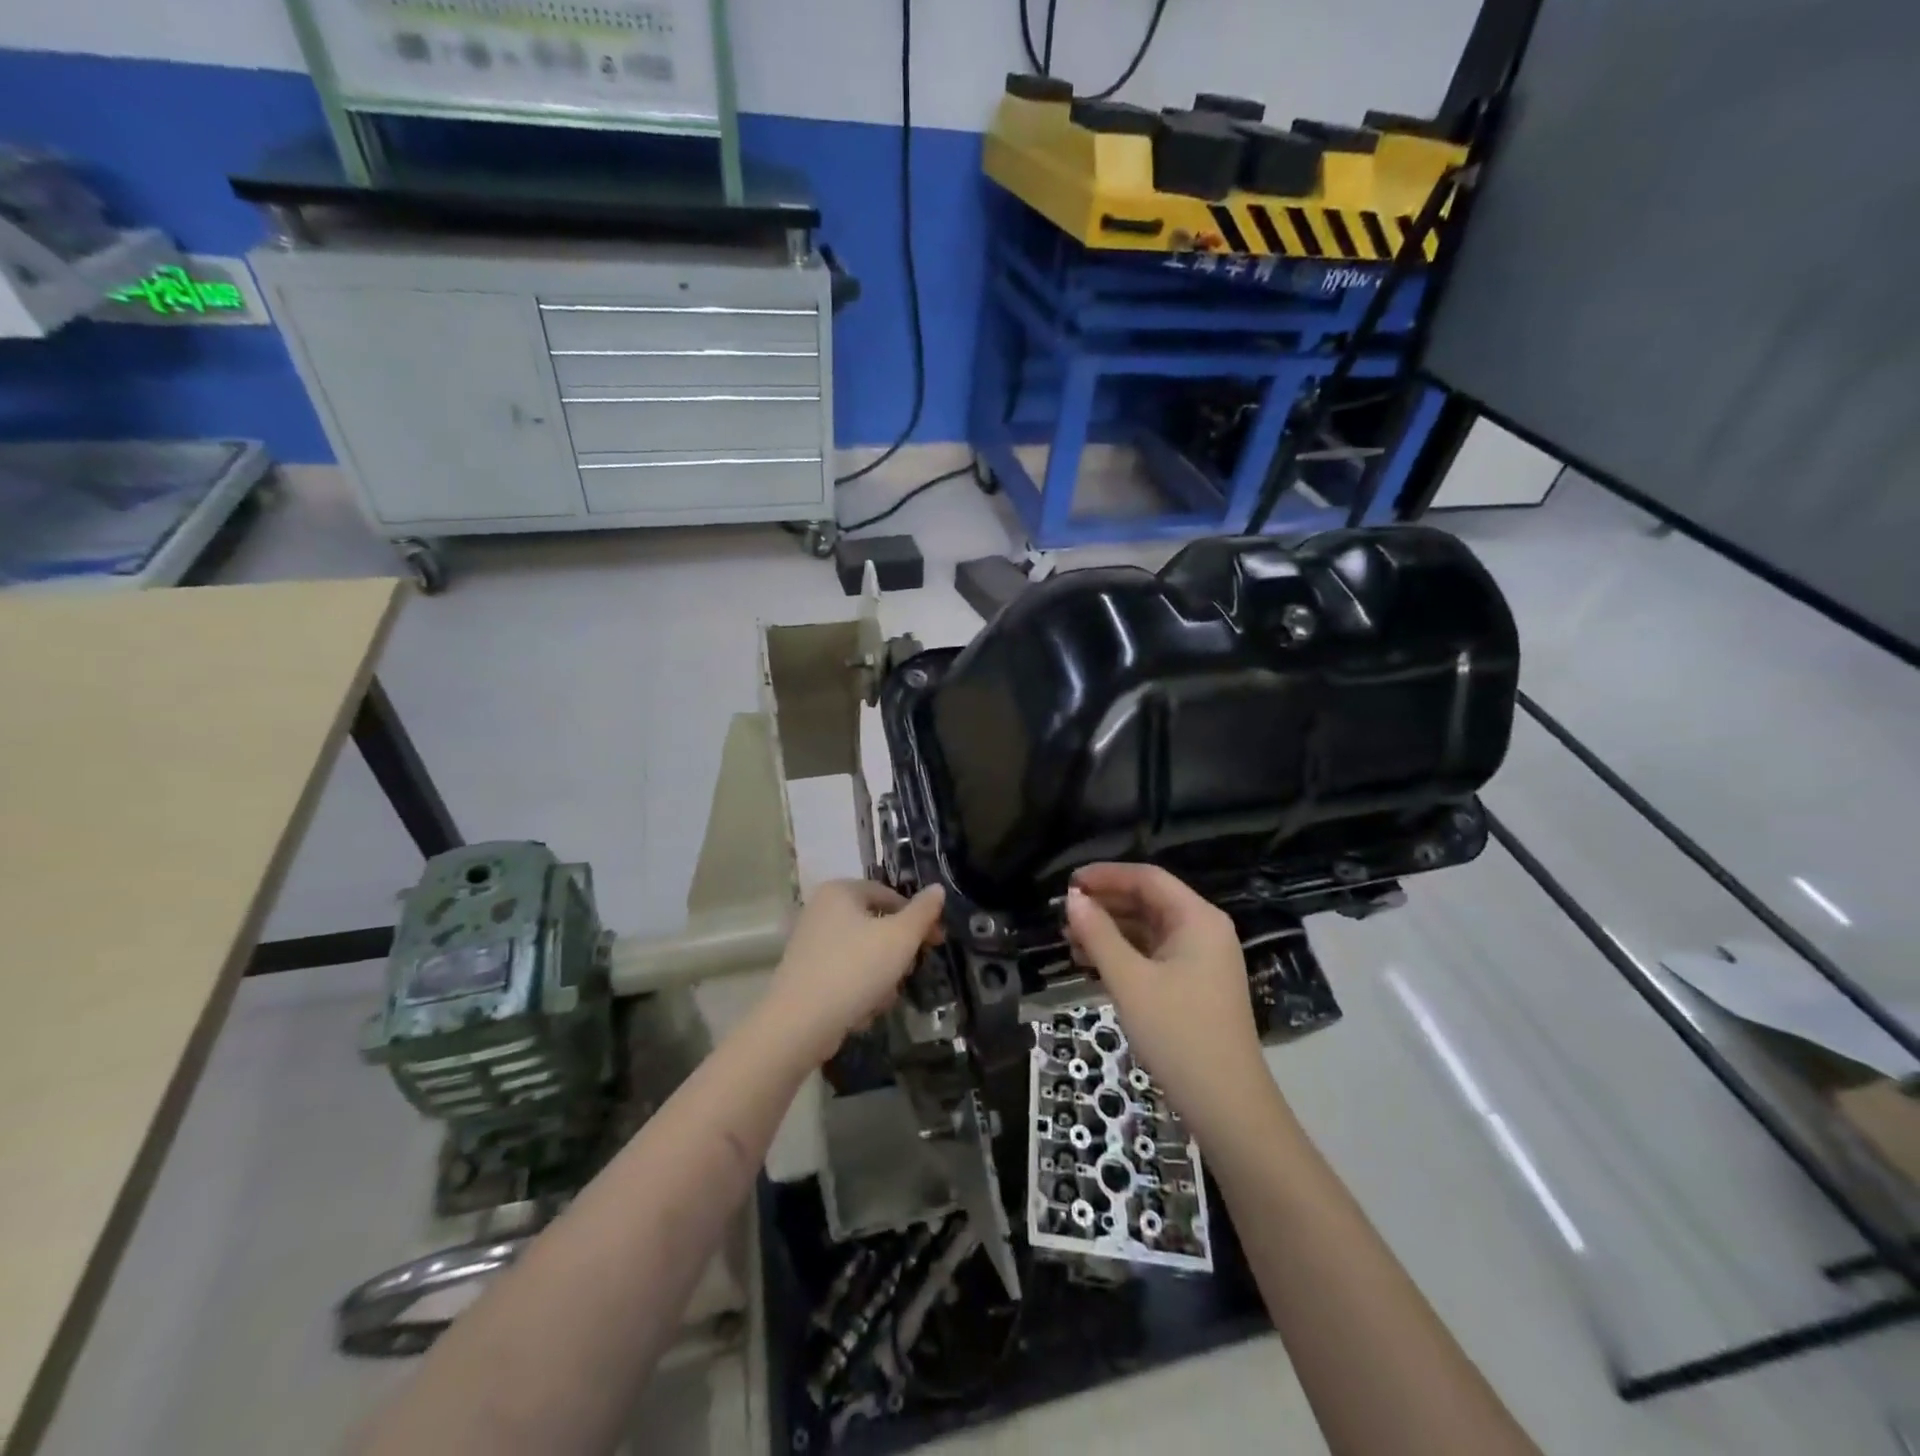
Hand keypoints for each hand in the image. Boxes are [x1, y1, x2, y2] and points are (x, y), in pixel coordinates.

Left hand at [765, 879, 945, 1062]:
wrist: (799, 1024)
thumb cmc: (854, 970)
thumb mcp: (900, 938)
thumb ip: (923, 912)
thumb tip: (937, 889)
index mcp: (841, 891)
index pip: (890, 895)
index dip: (918, 917)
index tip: (937, 942)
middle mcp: (821, 910)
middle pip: (876, 925)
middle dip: (897, 953)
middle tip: (908, 972)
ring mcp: (810, 943)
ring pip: (863, 954)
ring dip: (881, 976)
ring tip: (882, 998)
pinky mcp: (805, 974)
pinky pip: (844, 974)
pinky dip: (858, 990)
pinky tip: (862, 1012)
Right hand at [1064, 864, 1268, 1120]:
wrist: (1227, 1106)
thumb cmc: (1178, 1034)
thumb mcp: (1130, 981)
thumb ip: (1098, 934)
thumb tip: (1072, 898)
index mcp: (1198, 919)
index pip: (1148, 878)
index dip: (1106, 875)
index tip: (1068, 884)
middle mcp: (1204, 930)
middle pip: (1149, 901)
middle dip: (1105, 904)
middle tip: (1064, 914)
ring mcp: (1202, 959)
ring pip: (1149, 929)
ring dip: (1110, 930)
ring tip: (1069, 939)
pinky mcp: (1195, 985)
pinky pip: (1154, 954)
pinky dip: (1124, 954)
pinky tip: (1092, 963)